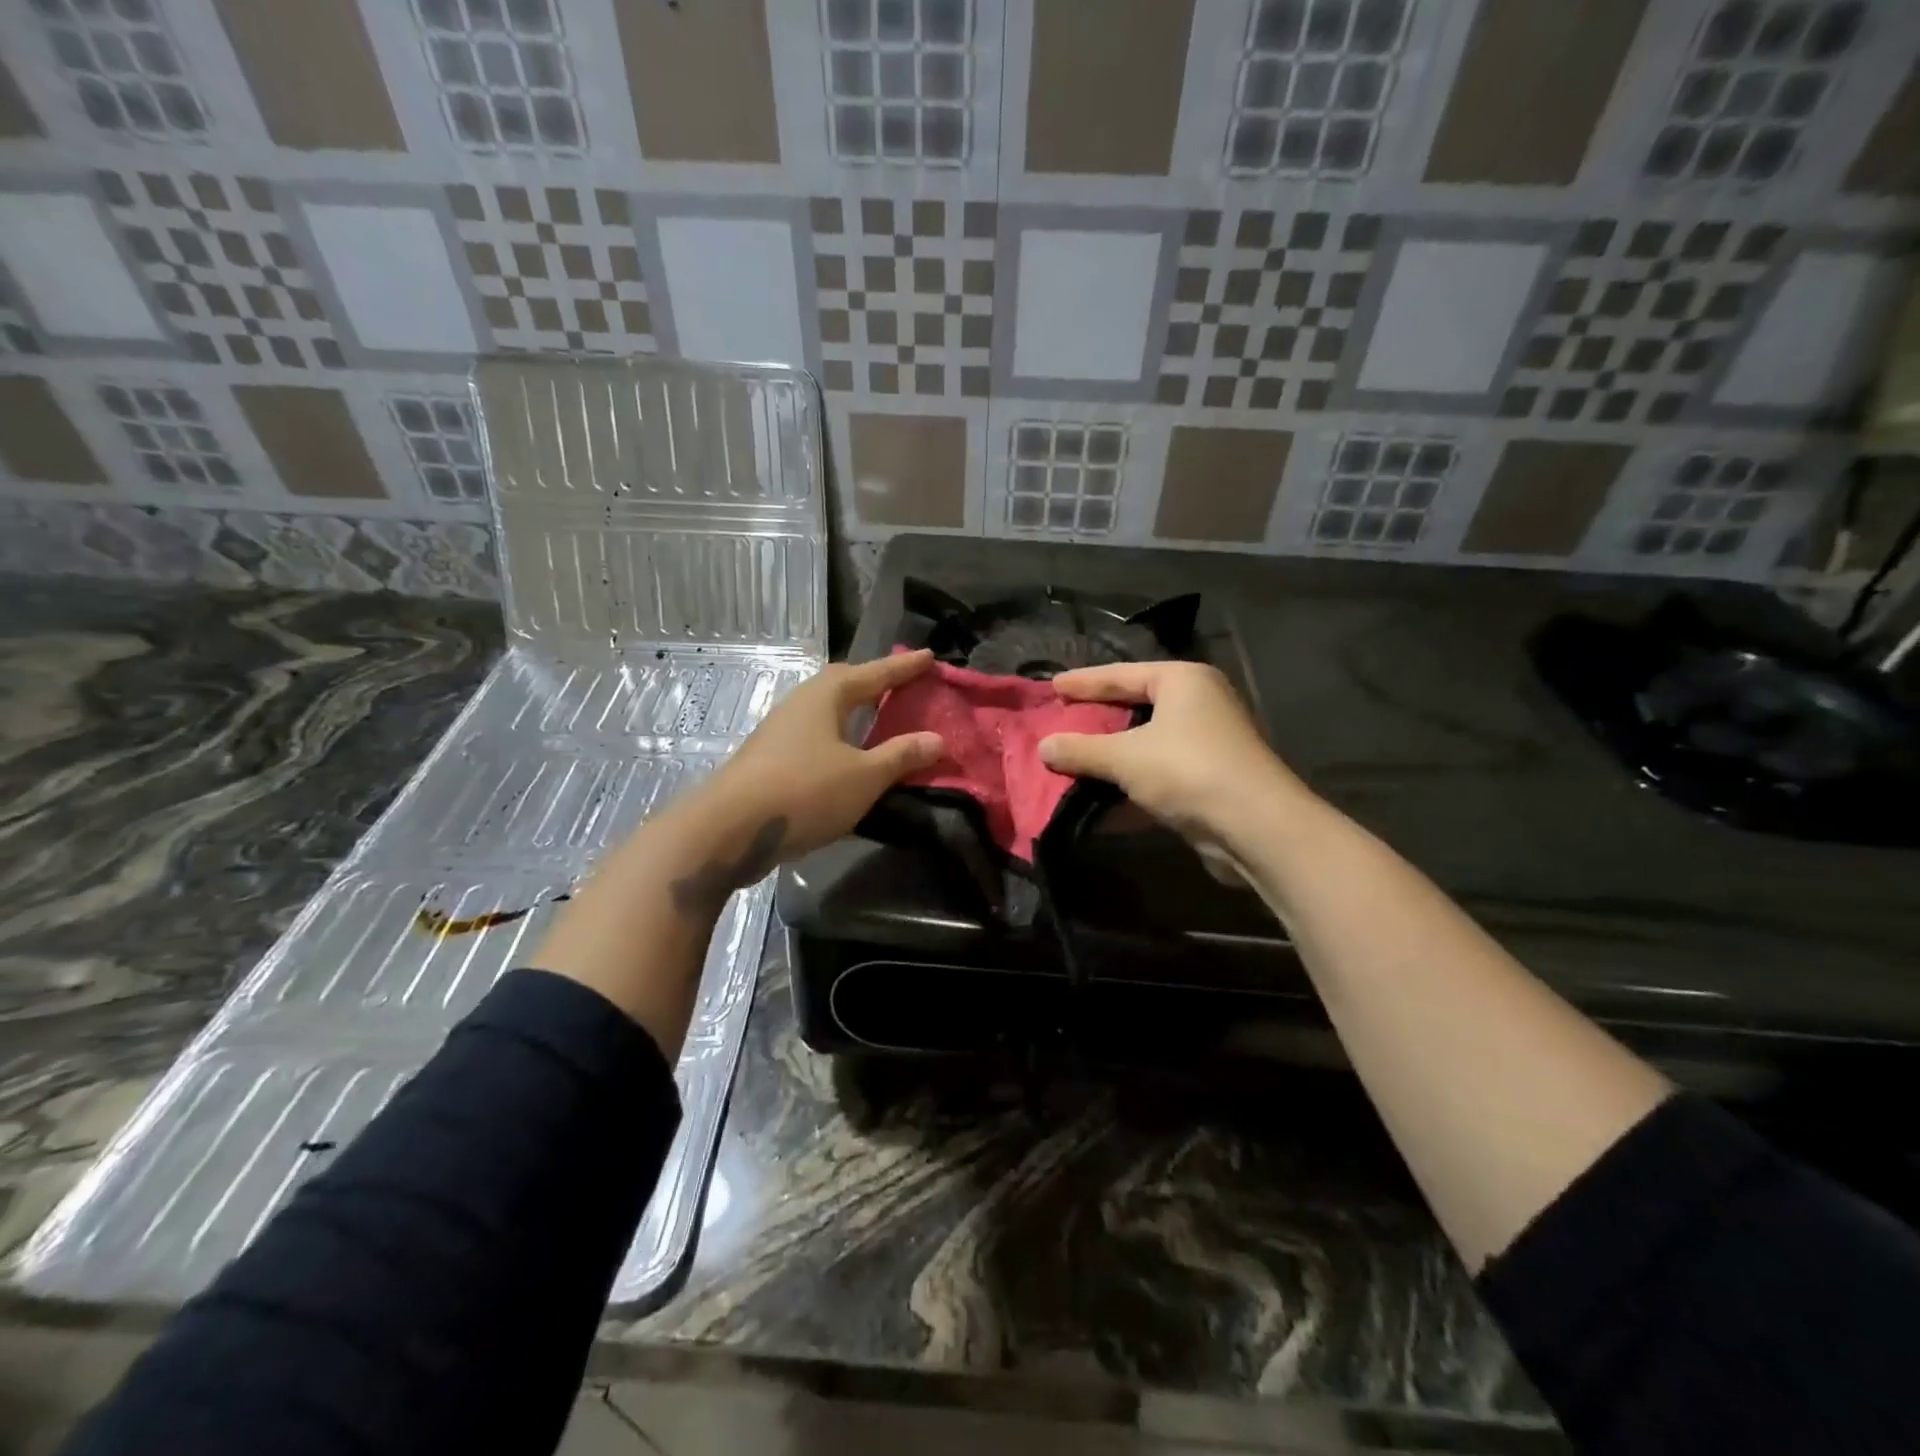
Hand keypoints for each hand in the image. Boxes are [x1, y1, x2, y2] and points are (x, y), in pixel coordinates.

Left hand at [701, 648, 943, 866]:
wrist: (729, 829)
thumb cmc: (805, 791)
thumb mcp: (864, 776)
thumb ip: (901, 756)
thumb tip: (937, 739)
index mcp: (826, 696)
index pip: (874, 673)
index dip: (904, 667)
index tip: (929, 656)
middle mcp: (801, 704)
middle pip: (844, 685)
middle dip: (875, 683)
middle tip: (903, 685)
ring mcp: (782, 732)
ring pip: (828, 713)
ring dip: (856, 713)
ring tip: (880, 719)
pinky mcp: (772, 760)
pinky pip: (818, 737)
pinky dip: (841, 739)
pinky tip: (849, 757)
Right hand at [1038, 661, 1309, 844]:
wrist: (1255, 826)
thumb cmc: (1187, 770)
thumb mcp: (1125, 757)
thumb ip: (1081, 750)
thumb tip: (1043, 747)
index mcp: (1183, 680)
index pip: (1122, 674)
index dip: (1084, 682)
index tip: (1052, 687)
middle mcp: (1200, 703)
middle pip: (1136, 706)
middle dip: (1098, 718)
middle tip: (1062, 718)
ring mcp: (1208, 742)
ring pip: (1147, 743)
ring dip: (1112, 755)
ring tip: (1073, 758)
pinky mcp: (1210, 779)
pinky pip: (1159, 773)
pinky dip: (1131, 783)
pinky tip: (1100, 798)